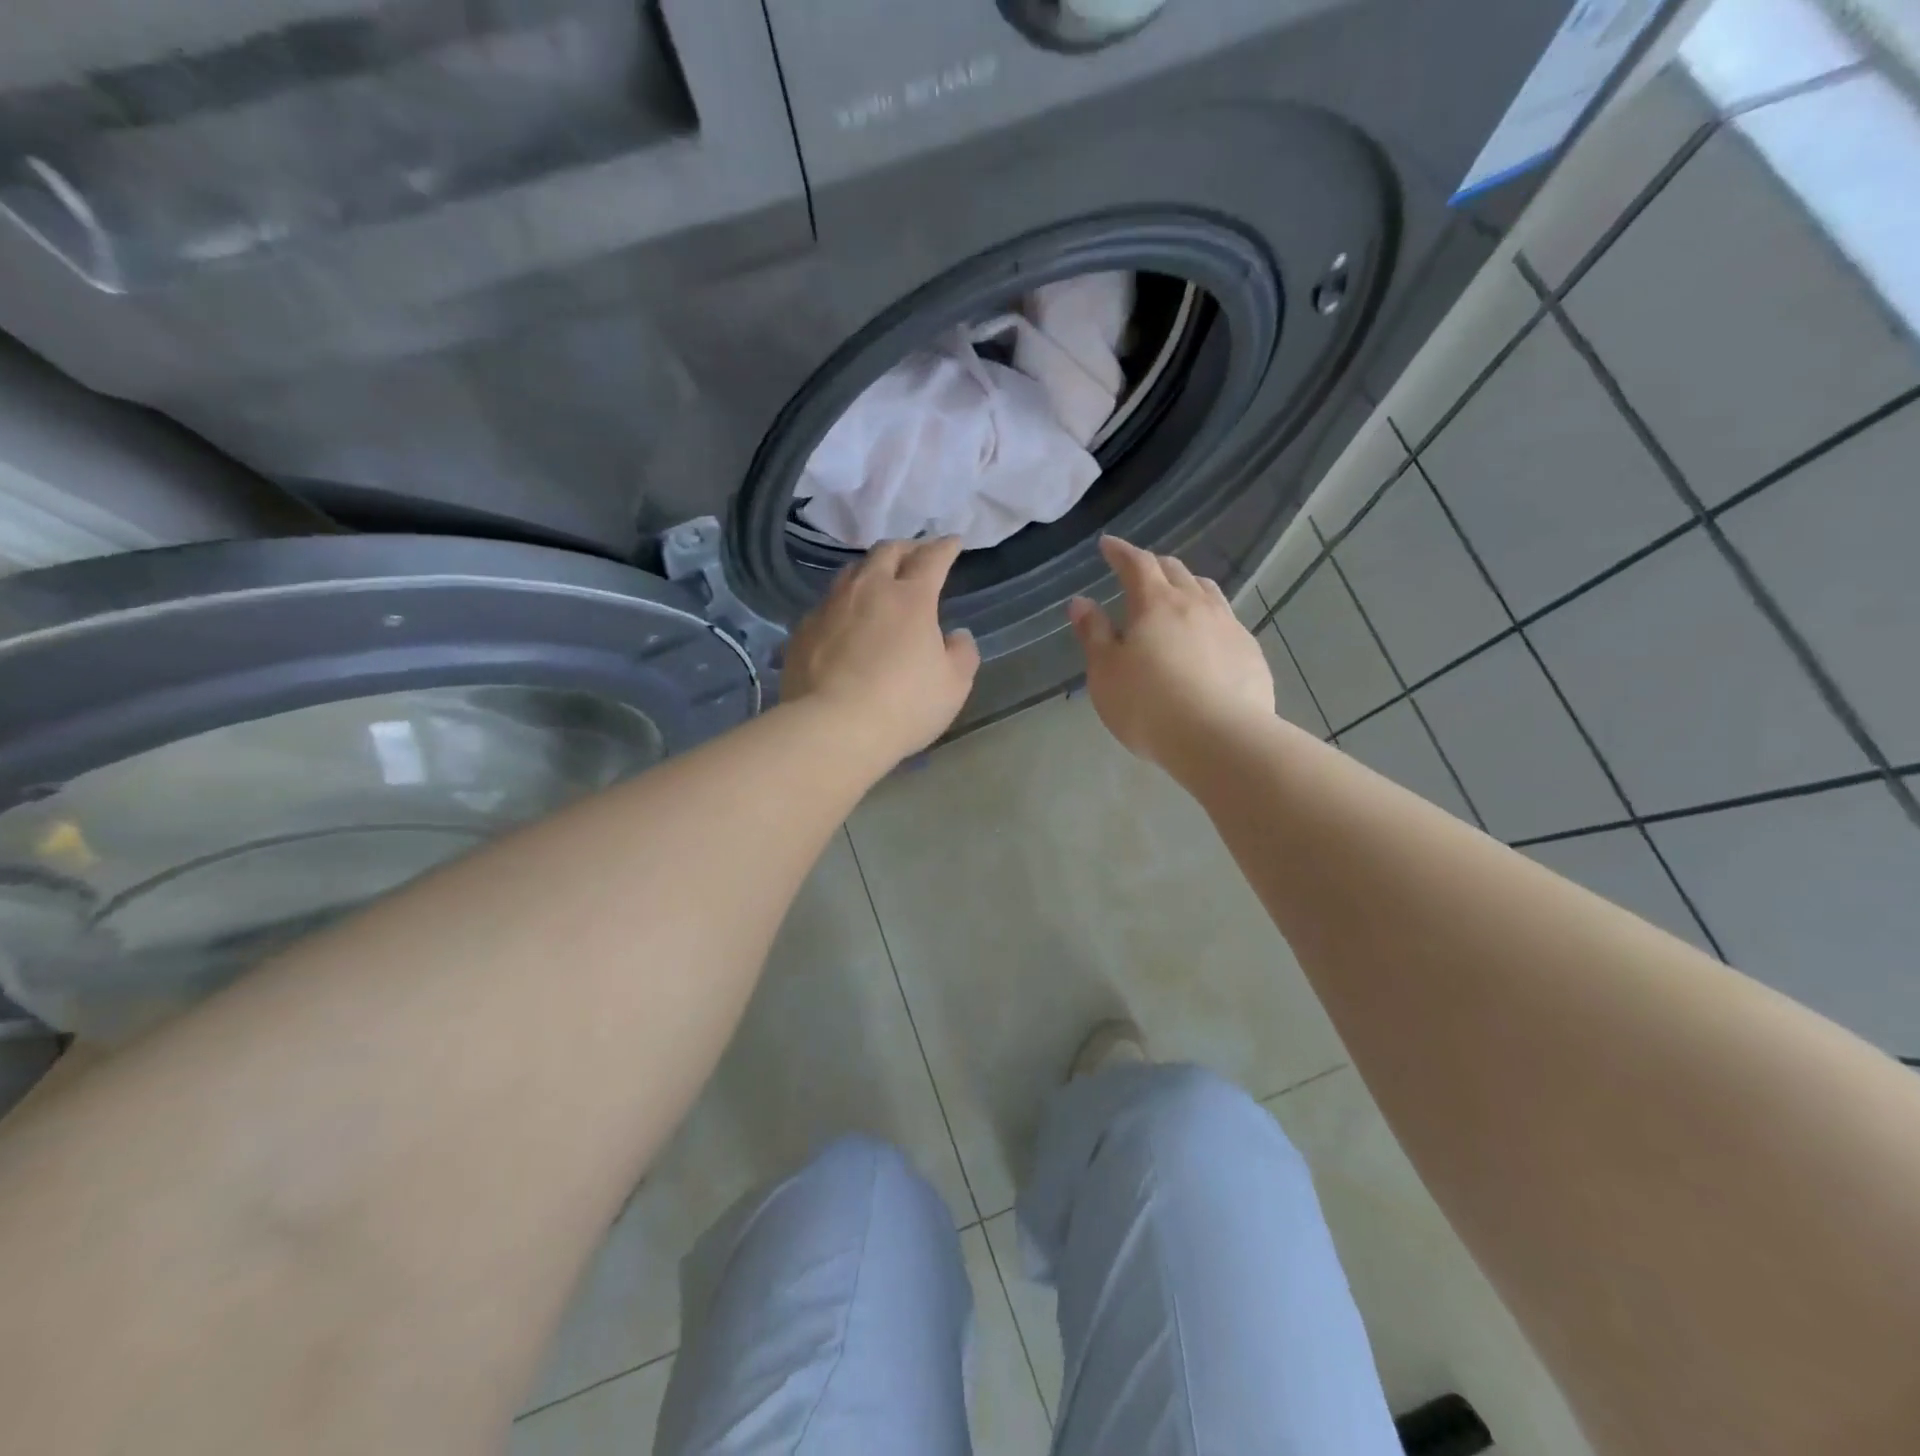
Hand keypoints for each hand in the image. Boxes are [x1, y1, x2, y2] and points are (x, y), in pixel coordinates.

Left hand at [782, 537, 980, 760]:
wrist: (832, 729)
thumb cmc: (903, 706)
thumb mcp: (953, 685)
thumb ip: (961, 653)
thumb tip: (956, 635)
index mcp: (910, 598)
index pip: (932, 558)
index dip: (945, 547)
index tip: (953, 543)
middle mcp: (868, 590)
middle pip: (887, 552)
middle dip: (907, 548)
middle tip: (917, 555)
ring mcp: (830, 607)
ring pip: (851, 572)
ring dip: (871, 569)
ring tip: (879, 580)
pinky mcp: (803, 631)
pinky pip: (827, 604)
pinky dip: (844, 603)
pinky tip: (846, 620)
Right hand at [1068, 536, 1273, 769]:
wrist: (1220, 738)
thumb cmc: (1148, 704)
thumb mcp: (1106, 672)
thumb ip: (1093, 634)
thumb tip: (1081, 602)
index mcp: (1155, 603)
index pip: (1137, 563)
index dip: (1120, 551)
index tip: (1108, 545)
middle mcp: (1196, 604)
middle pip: (1175, 571)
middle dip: (1154, 566)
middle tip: (1140, 571)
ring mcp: (1229, 626)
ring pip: (1208, 591)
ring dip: (1188, 586)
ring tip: (1178, 596)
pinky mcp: (1251, 653)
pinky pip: (1228, 622)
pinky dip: (1211, 619)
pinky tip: (1208, 639)